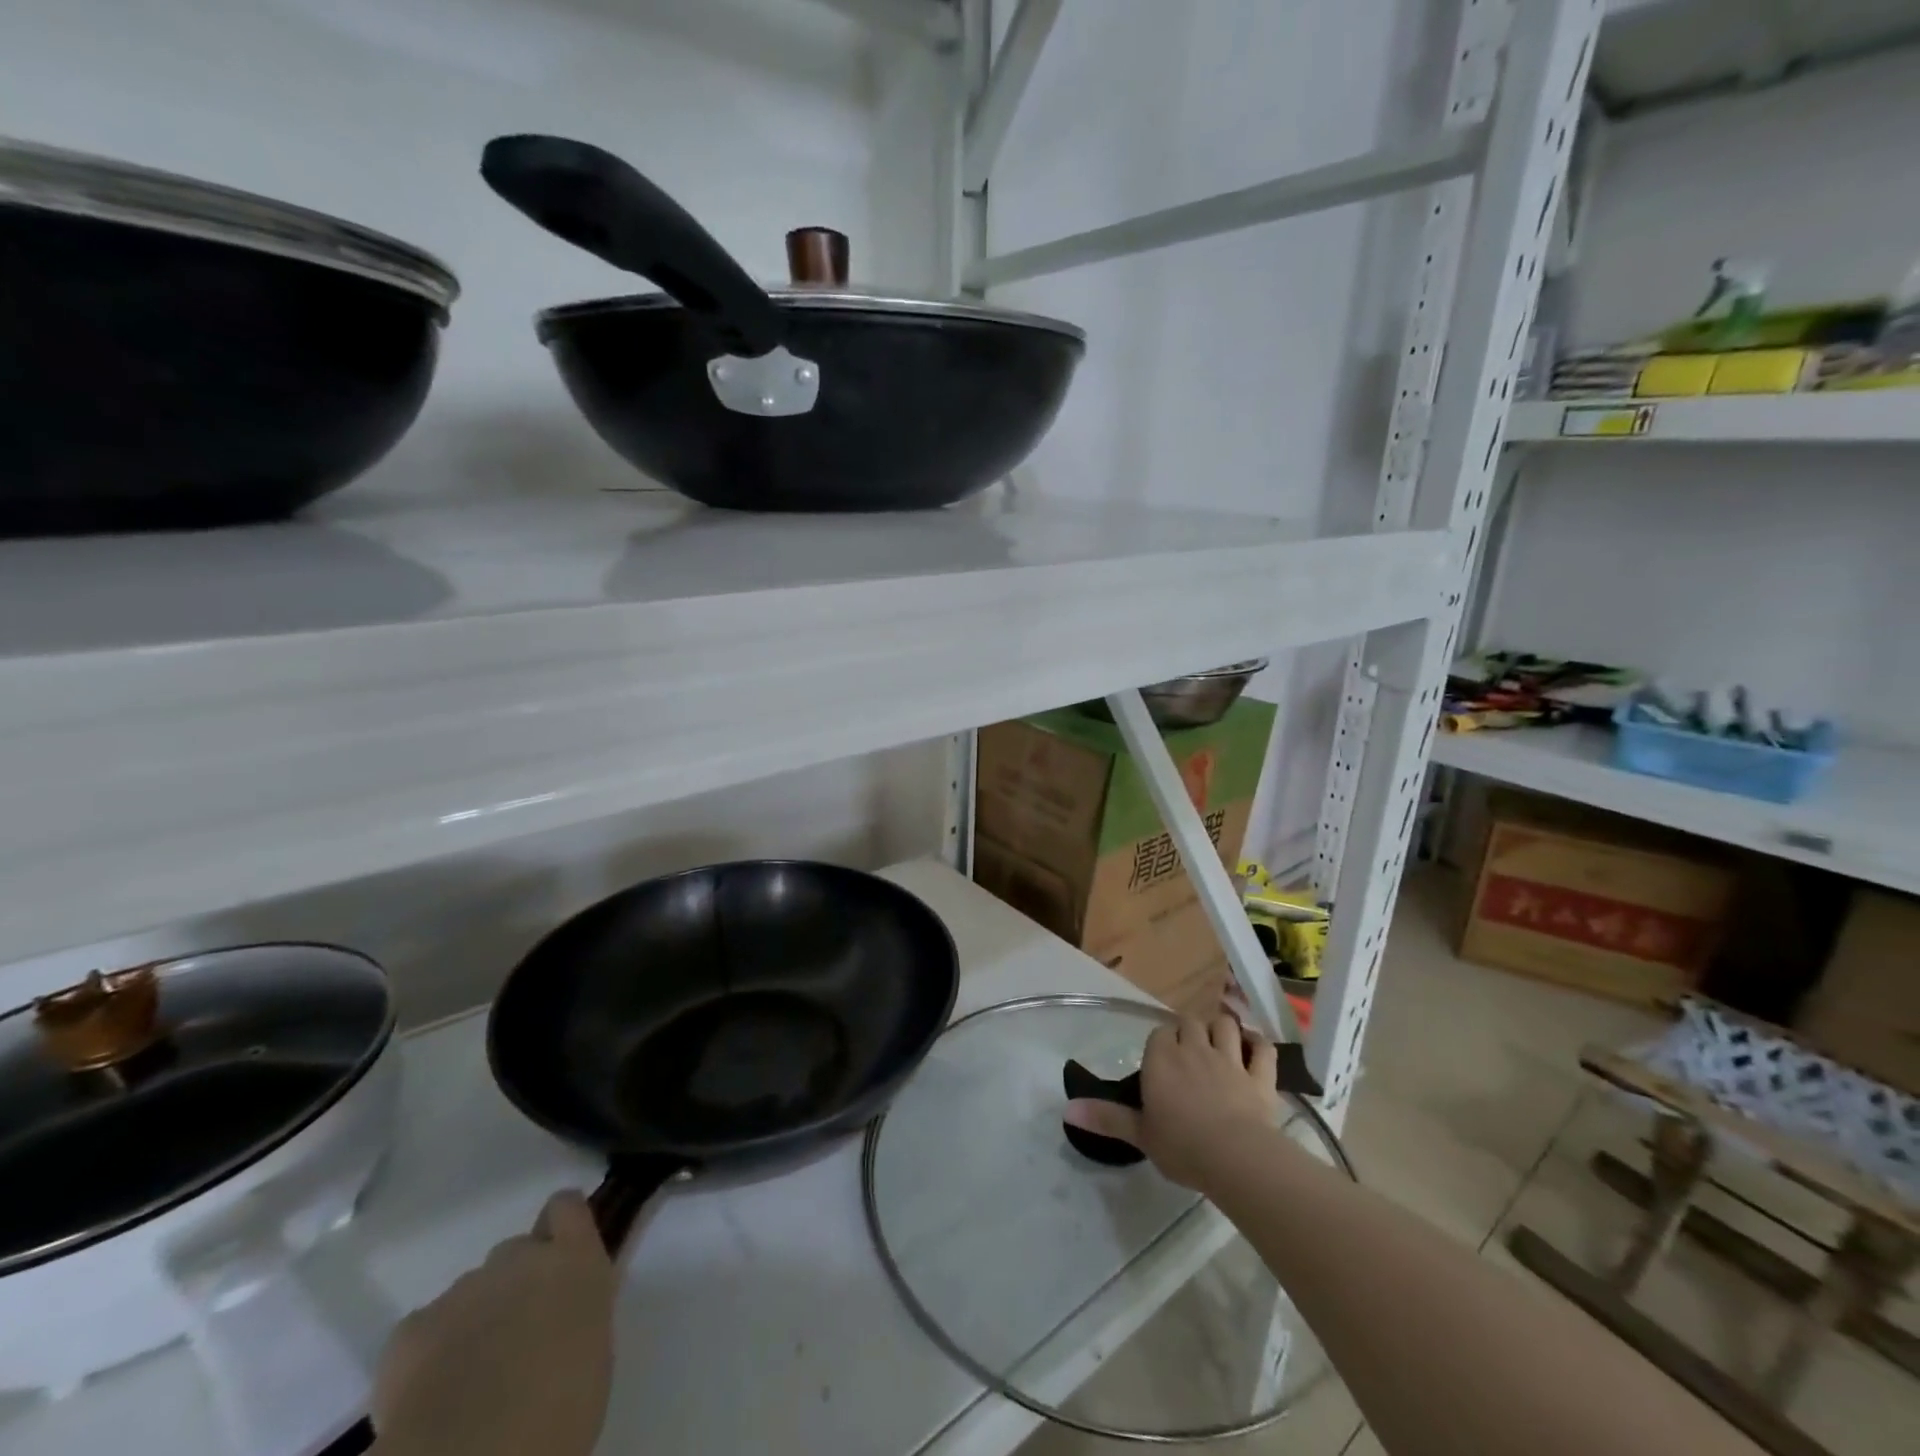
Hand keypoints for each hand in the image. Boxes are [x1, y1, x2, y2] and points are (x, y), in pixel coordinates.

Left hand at [371, 1191, 617, 1455]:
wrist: (475, 1453)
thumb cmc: (559, 1409)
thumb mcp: (592, 1349)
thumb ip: (576, 1311)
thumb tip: (560, 1315)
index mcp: (573, 1261)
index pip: (567, 1207)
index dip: (561, 1226)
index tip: (559, 1253)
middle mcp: (519, 1258)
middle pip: (515, 1252)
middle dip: (513, 1285)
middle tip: (514, 1336)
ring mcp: (462, 1289)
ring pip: (470, 1293)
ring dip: (473, 1320)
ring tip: (470, 1377)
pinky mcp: (410, 1330)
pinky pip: (423, 1330)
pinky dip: (428, 1354)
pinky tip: (432, 1394)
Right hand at [1064, 1015, 1279, 1191]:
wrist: (1235, 1157)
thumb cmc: (1181, 1145)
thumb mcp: (1139, 1134)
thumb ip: (1105, 1117)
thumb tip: (1066, 1109)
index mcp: (1161, 1058)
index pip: (1159, 1033)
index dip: (1162, 1043)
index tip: (1162, 1061)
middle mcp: (1194, 1049)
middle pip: (1190, 1023)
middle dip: (1190, 1031)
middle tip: (1188, 1053)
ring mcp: (1230, 1059)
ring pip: (1224, 1025)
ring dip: (1221, 1029)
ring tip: (1219, 1043)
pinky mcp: (1259, 1075)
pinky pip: (1262, 1048)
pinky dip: (1258, 1044)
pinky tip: (1254, 1048)